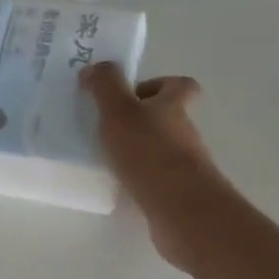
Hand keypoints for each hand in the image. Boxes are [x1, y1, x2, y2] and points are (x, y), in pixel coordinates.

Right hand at [82, 64, 230, 270]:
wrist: (181, 211)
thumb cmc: (149, 153)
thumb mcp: (119, 111)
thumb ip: (105, 86)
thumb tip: (95, 67)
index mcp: (173, 107)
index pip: (180, 85)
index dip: (158, 85)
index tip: (129, 94)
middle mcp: (184, 133)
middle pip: (167, 117)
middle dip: (138, 119)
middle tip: (105, 126)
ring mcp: (183, 165)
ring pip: (159, 148)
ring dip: (135, 149)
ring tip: (103, 156)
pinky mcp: (176, 193)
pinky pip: (154, 178)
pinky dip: (136, 177)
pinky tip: (114, 184)